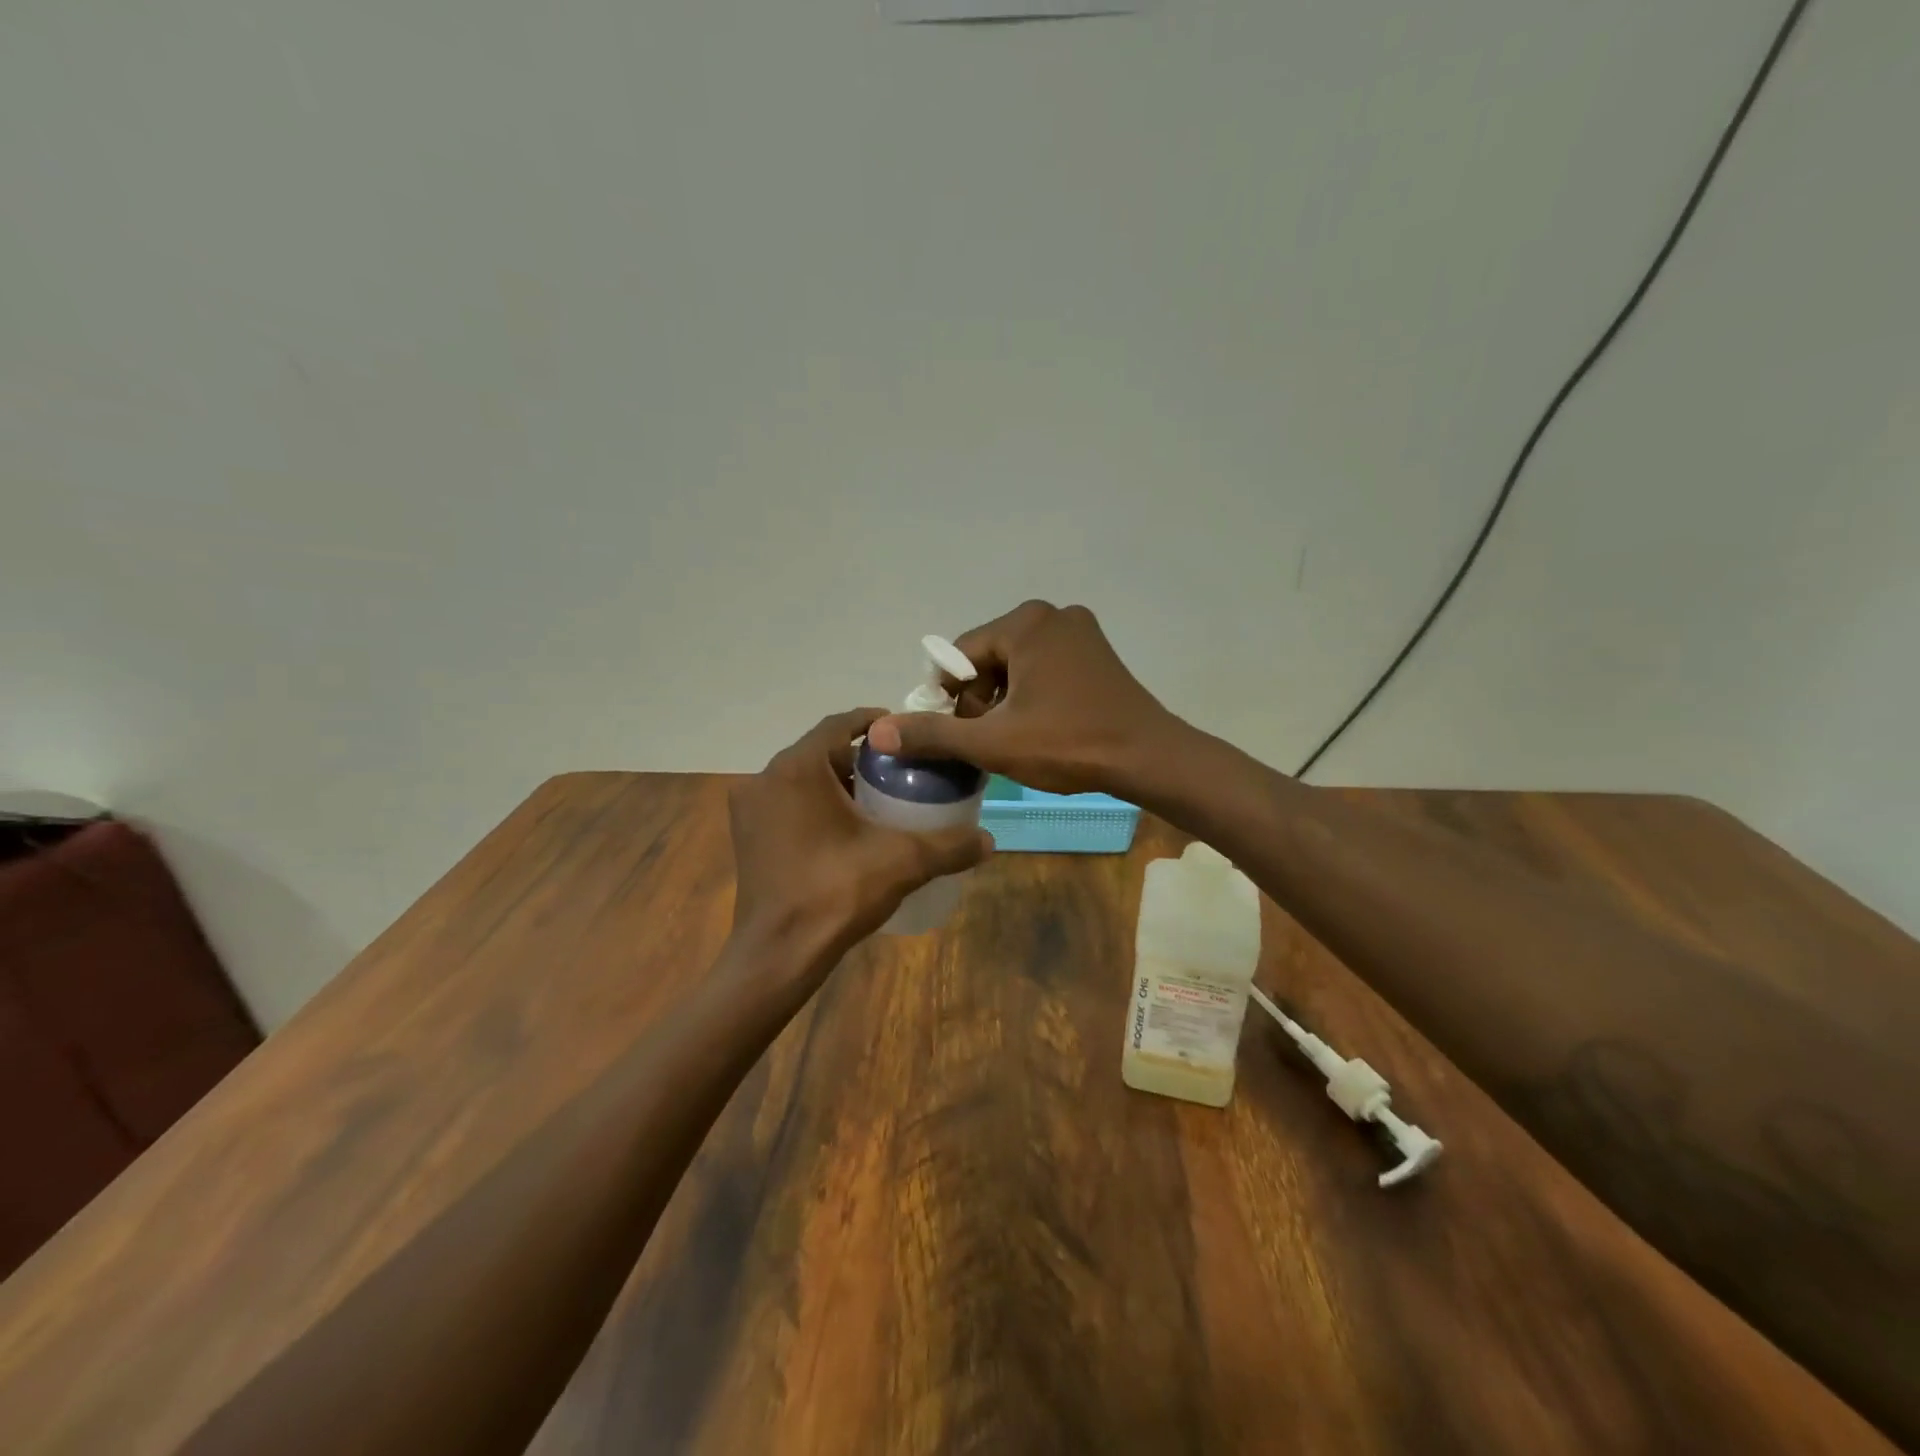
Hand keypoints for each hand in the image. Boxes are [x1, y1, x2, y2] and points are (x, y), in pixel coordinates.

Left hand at [728, 708, 992, 977]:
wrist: (777, 954)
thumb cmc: (835, 893)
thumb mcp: (902, 862)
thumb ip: (949, 846)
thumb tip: (989, 841)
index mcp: (798, 768)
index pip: (840, 724)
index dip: (875, 724)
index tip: (905, 735)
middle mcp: (766, 778)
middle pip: (820, 751)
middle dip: (859, 758)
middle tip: (898, 772)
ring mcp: (750, 808)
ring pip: (801, 778)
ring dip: (836, 782)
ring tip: (878, 800)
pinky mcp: (746, 836)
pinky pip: (786, 803)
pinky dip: (814, 804)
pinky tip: (844, 829)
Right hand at [867, 601, 1183, 797]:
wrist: (1149, 758)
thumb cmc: (1069, 745)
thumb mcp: (993, 742)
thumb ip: (934, 734)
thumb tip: (878, 731)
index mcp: (1026, 623)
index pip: (962, 655)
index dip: (951, 698)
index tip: (958, 735)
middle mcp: (1053, 615)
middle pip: (990, 658)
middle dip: (980, 700)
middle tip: (989, 741)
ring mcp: (1080, 632)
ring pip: (1018, 665)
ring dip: (1005, 701)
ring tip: (1014, 740)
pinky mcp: (1097, 653)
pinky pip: (1045, 668)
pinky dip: (1033, 695)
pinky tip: (1042, 727)